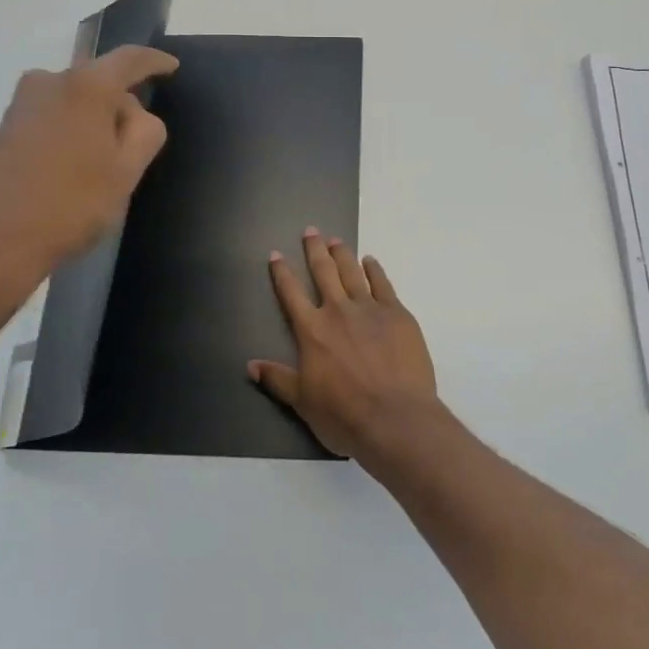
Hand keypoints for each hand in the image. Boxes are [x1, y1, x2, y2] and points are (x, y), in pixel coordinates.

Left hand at [0, 45, 178, 329]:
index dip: (154, 61)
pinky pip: (51, 119)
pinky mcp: (3, 130)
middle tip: (137, 145)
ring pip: (73, 102)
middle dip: (121, 105)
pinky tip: (73, 174)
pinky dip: (70, 135)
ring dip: (93, 124)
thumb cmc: (70, 204)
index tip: (171, 66)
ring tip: (104, 167)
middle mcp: (49, 82)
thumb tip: (135, 113)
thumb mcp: (126, 172)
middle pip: (98, 81)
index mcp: (85, 86)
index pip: (129, 59)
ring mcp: (20, 105)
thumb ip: (145, 133)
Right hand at [249, 229, 444, 461]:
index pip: (291, 294)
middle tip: (311, 231)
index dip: (281, 273)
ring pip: (352, 272)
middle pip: (323, 272)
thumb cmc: (344, 415)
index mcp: (312, 331)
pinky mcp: (398, 314)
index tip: (275, 254)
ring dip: (342, 254)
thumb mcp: (302, 402)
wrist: (395, 418)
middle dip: (314, 250)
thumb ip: (278, 379)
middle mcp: (338, 311)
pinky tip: (370, 261)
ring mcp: (371, 309)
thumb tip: (250, 365)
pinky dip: (375, 270)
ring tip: (336, 240)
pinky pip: (383, 284)